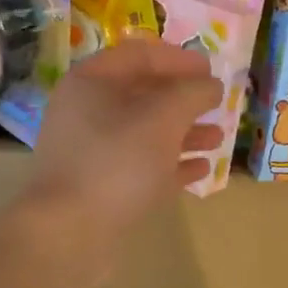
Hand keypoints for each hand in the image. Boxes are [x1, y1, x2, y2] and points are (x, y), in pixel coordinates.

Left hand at [23, 39, 225, 241]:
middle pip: (143, 93)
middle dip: (184, 99)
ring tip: (218, 138)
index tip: (212, 70)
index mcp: (92, 82)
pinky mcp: (101, 187)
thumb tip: (210, 85)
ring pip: (145, 132)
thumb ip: (192, 93)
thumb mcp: (164, 116)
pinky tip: (201, 169)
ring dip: (183, 132)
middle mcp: (87, 111)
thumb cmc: (117, 161)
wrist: (69, 233)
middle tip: (218, 104)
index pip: (140, 54)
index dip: (179, 58)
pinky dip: (171, 164)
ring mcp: (92, 152)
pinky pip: (142, 166)